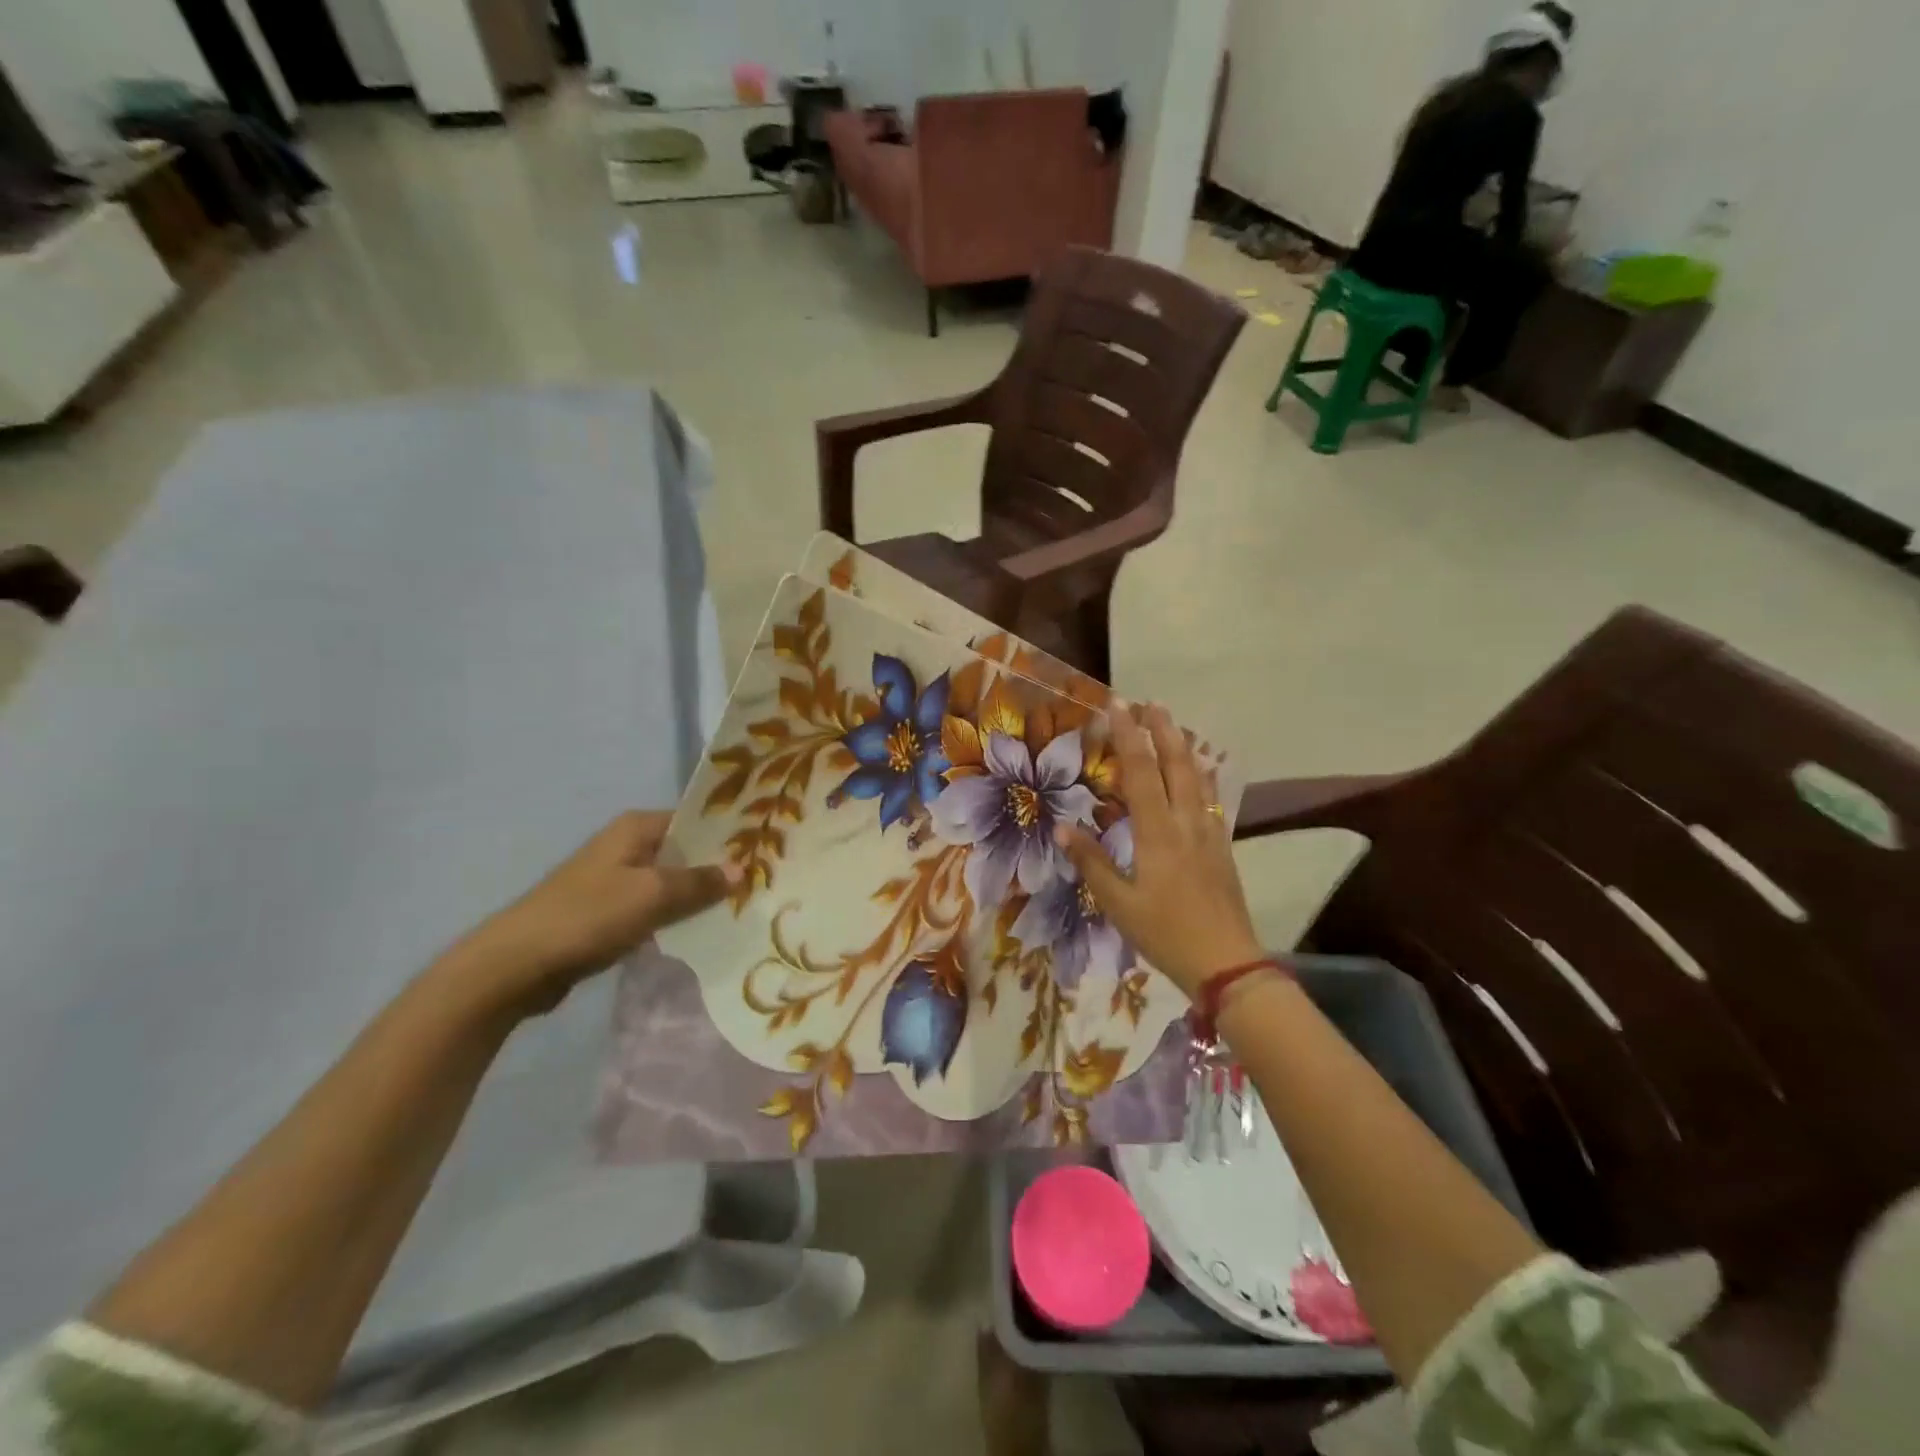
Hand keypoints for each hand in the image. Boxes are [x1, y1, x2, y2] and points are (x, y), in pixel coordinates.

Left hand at [440, 811, 733, 1018]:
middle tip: (762, 882)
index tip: (765, 849)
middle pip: (684, 851)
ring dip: (698, 895)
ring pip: (670, 882)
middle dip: (718, 867)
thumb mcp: (652, 896)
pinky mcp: (607, 912)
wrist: (516, 965)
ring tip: (742, 907)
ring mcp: (615, 880)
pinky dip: (675, 916)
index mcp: (635, 827)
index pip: (694, 820)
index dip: (727, 834)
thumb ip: (700, 883)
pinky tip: (703, 930)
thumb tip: (743, 869)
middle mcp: (626, 846)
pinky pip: (654, 907)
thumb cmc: (588, 916)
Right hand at [1055, 704, 1263, 998]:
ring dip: (1184, 747)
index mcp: (1157, 832)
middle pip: (1176, 764)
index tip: (1118, 706)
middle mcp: (1186, 823)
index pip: (1140, 772)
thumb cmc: (1165, 933)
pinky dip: (1203, 776)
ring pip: (1198, 778)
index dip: (1128, 736)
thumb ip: (1092, 862)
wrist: (1226, 962)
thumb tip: (1063, 828)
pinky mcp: (1222, 848)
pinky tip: (1202, 773)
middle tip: (1149, 702)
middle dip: (1162, 730)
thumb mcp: (1118, 904)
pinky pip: (1211, 800)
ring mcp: (1209, 834)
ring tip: (1174, 724)